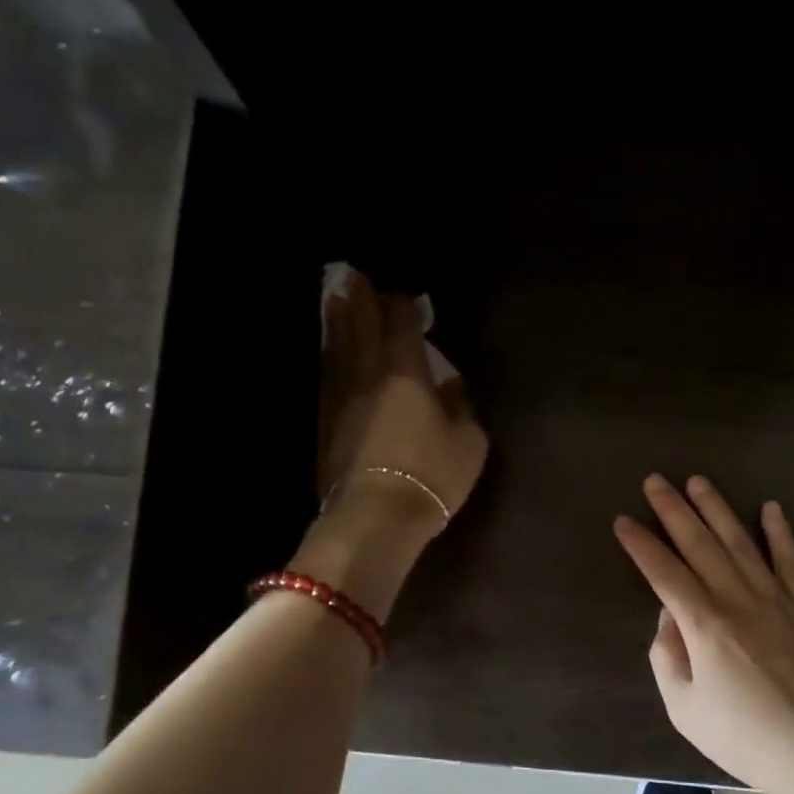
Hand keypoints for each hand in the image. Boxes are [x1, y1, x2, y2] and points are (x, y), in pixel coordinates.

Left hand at [295, 268, 487, 621]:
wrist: (375, 516)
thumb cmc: (431, 475)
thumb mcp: (468, 441)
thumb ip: (461, 406)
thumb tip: (450, 384)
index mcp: (406, 372)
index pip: (401, 325)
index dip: (403, 307)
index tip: (405, 296)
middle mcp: (368, 375)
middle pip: (360, 327)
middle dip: (359, 300)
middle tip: (353, 277)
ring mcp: (341, 398)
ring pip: (337, 349)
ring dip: (336, 322)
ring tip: (334, 302)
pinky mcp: (325, 423)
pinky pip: (328, 378)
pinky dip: (329, 359)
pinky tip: (330, 356)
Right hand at [614, 475, 793, 793]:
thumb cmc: (741, 736)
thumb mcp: (683, 708)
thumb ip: (668, 656)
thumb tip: (669, 617)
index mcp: (704, 626)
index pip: (664, 573)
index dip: (641, 545)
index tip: (624, 521)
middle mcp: (738, 601)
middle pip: (700, 546)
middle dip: (674, 511)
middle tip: (655, 481)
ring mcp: (777, 600)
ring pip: (742, 544)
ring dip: (718, 510)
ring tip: (699, 482)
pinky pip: (792, 562)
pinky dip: (781, 534)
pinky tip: (771, 508)